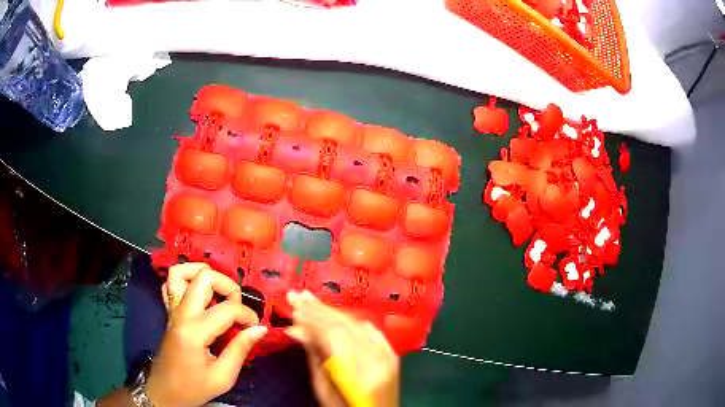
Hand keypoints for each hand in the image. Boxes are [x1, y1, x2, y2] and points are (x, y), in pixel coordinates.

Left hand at [148, 263, 267, 406]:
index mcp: (194, 332)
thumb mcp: (222, 377)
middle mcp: (181, 314)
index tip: (255, 329)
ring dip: (203, 276)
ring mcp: (172, 310)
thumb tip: (260, 329)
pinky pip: (171, 284)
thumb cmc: (193, 388)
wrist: (165, 392)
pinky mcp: (169, 312)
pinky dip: (186, 281)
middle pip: (203, 277)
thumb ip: (240, 350)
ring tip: (219, 293)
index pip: (226, 309)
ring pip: (181, 272)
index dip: (247, 316)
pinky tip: (200, 296)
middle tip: (238, 308)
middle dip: (228, 287)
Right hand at [287, 290, 399, 406]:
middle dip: (319, 309)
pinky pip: (371, 331)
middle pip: (346, 326)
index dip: (312, 317)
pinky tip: (338, 315)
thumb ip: (315, 357)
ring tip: (311, 300)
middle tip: (297, 295)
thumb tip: (297, 330)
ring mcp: (389, 356)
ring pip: (358, 325)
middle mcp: (379, 360)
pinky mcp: (391, 355)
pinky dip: (352, 322)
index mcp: (359, 373)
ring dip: (333, 312)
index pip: (333, 334)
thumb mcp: (324, 389)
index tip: (293, 306)